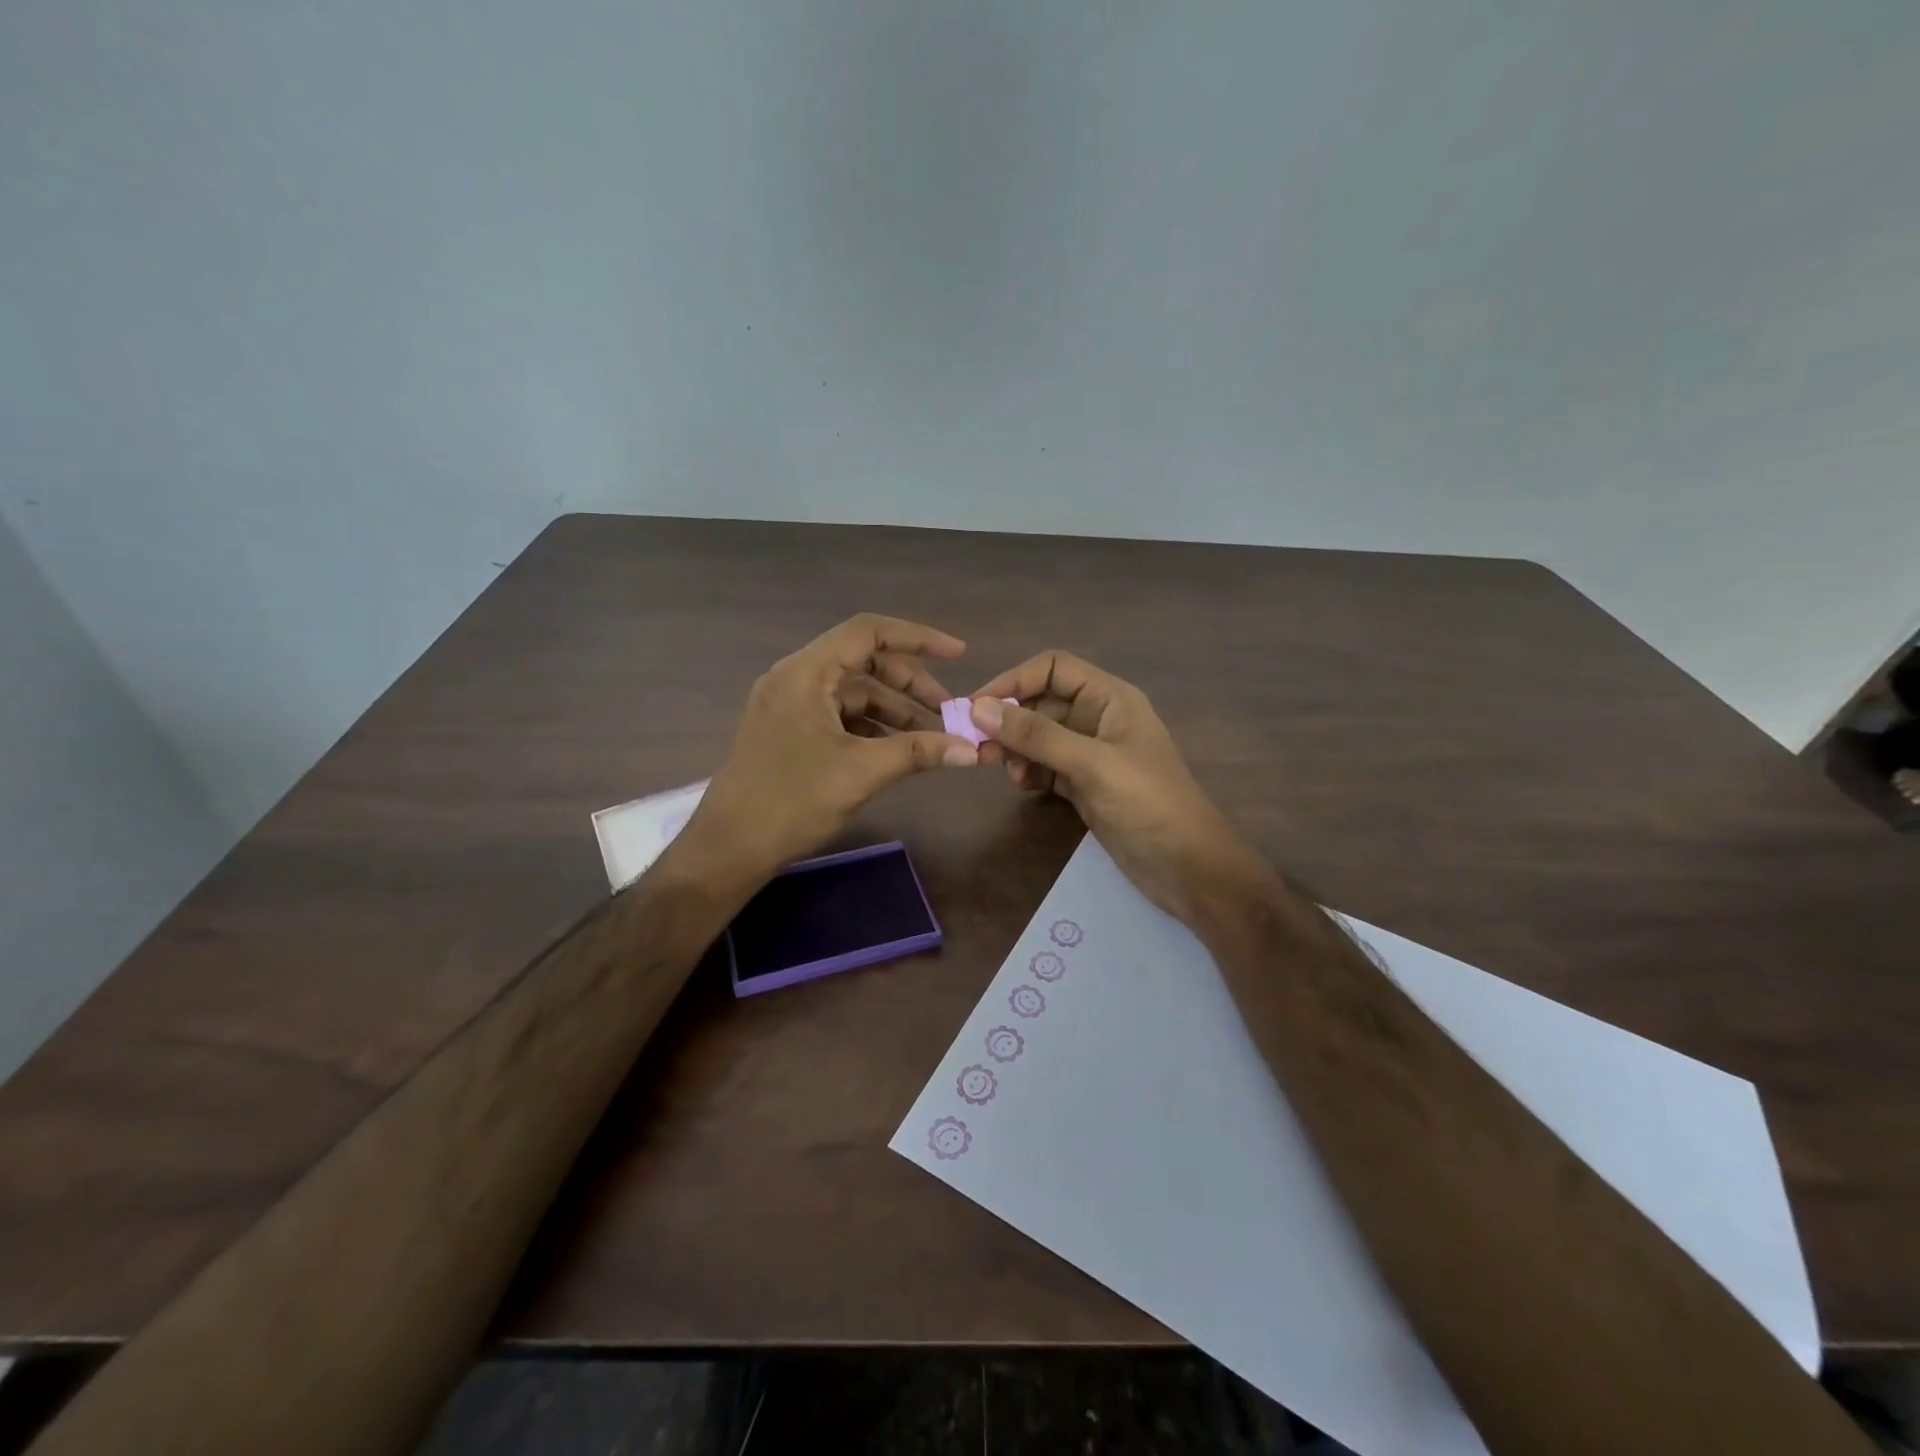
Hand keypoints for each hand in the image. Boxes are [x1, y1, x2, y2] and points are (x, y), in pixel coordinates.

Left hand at [673, 614, 980, 886]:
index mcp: (806, 673)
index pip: (868, 633)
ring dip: (895, 710)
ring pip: (855, 693)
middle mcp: (796, 679)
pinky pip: (841, 716)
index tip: (959, 654)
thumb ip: (918, 752)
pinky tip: (899, 750)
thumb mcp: (861, 772)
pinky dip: (873, 727)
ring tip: (931, 738)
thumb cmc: (791, 802)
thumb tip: (972, 750)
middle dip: (911, 684)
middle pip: (864, 662)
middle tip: (948, 711)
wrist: (729, 848)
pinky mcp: (791, 731)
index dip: (918, 638)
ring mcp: (791, 706)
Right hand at [968, 652, 1264, 920]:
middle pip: (1041, 702)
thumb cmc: (1148, 804)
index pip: (1053, 668)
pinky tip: (1023, 785)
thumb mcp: (1091, 764)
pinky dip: (1028, 771)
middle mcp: (1098, 718)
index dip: (1014, 680)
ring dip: (1015, 747)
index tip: (976, 706)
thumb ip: (1037, 736)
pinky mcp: (1084, 784)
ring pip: (1039, 736)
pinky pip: (1045, 765)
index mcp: (1110, 698)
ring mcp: (1090, 754)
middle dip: (1008, 720)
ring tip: (1000, 769)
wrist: (1187, 867)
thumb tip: (979, 708)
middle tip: (977, 746)